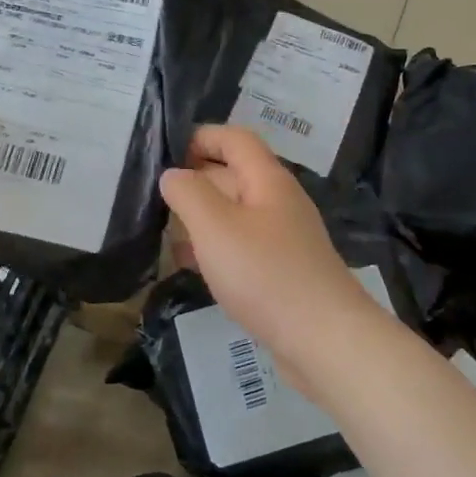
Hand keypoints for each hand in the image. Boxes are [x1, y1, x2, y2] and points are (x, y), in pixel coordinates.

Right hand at [159, 126, 388, 393]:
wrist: (323, 339)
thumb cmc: (265, 274)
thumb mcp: (216, 226)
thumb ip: (188, 193)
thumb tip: (173, 174)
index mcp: (268, 180)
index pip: (235, 139)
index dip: (201, 137)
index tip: (164, 154)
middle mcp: (278, 202)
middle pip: (233, 175)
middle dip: (194, 180)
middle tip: (152, 197)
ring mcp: (282, 238)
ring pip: (234, 214)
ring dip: (200, 218)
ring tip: (162, 231)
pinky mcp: (281, 271)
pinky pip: (241, 247)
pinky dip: (214, 249)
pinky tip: (190, 265)